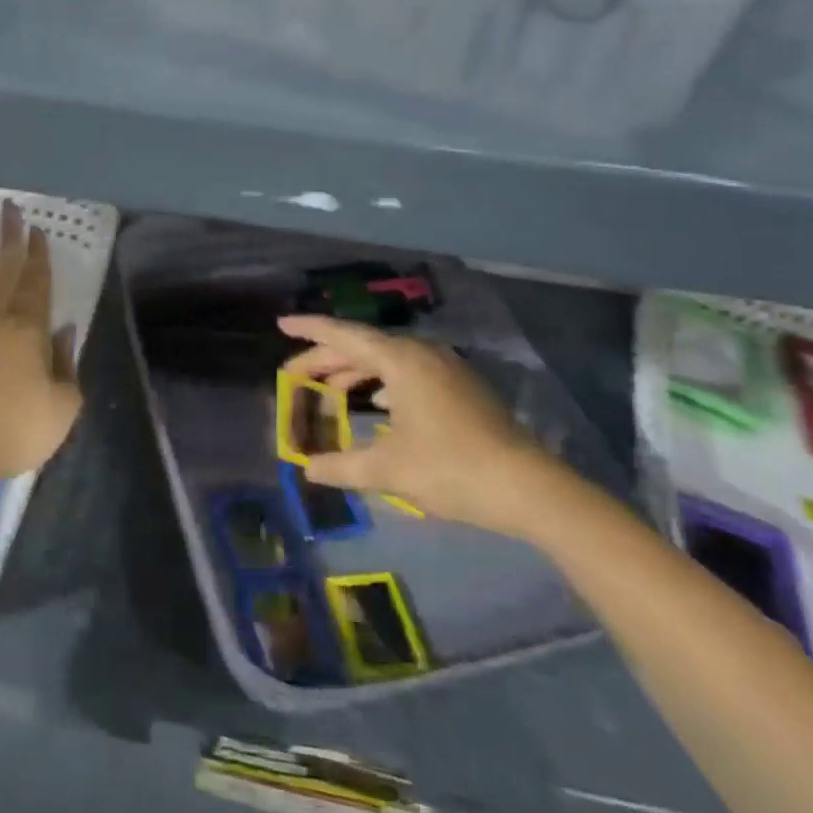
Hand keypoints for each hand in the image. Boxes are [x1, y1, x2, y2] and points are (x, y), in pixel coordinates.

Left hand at [0, 201, 81, 491]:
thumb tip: (64, 328)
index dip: (38, 256)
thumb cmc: (19, 431)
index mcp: (30, 333)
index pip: (37, 285)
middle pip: (5, 272)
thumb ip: (66, 362)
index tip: (37, 229)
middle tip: (8, 207)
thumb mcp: (64, 405)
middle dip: (9, 238)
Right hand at [281, 314, 557, 536]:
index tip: (281, 323)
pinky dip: (382, 382)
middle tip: (294, 375)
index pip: (344, 335)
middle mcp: (422, 354)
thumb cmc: (451, 469)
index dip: (310, 329)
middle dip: (326, 359)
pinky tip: (377, 403)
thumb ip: (342, 467)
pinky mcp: (461, 389)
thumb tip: (308, 470)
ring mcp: (446, 369)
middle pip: (363, 347)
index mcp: (401, 361)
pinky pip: (408, 373)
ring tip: (328, 390)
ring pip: (387, 360)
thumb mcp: (389, 470)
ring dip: (355, 372)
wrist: (530, 488)